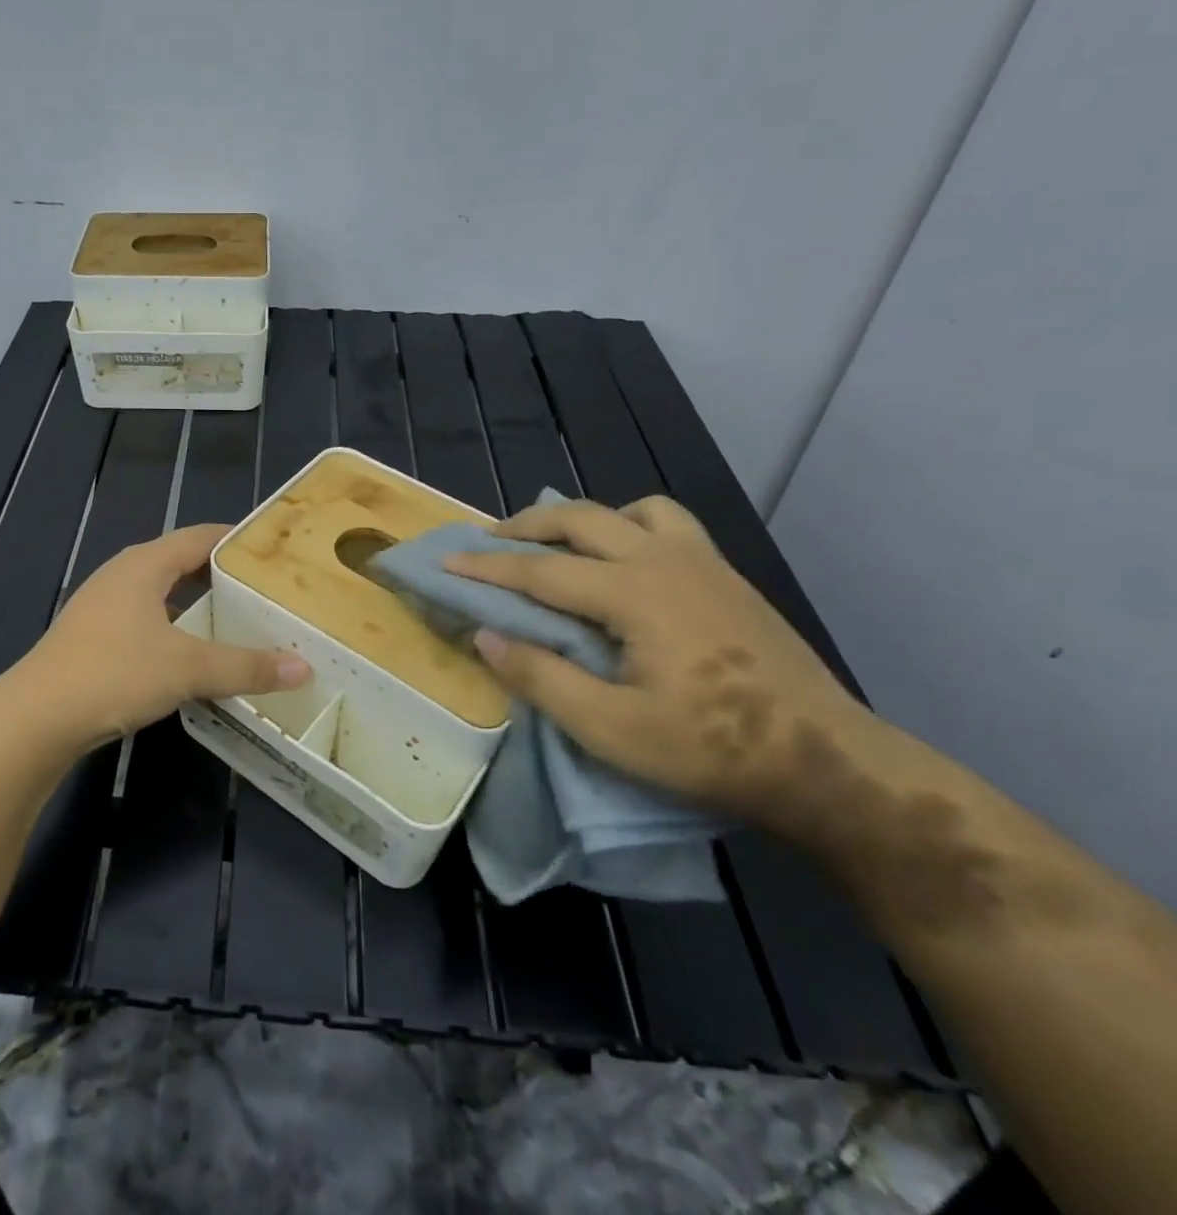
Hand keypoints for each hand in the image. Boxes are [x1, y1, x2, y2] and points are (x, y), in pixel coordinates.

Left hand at [15, 524, 310, 751]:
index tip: (275, 551)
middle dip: (222, 574)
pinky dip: (174, 627)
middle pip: (182, 562)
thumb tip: (303, 668)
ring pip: (162, 593)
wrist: (36, 718)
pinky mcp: (93, 636)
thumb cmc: (114, 674)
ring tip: (237, 621)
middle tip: (266, 590)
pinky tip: (191, 654)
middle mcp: (123, 574)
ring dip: (197, 604)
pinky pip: (145, 619)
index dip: (238, 540)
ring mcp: (103, 605)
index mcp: (145, 564)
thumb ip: (246, 666)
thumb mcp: (188, 668)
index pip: (201, 536)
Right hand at [444, 495, 878, 822]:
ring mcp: (703, 563)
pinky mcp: (727, 577)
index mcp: (635, 594)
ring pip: (631, 510)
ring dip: (585, 519)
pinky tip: (625, 563)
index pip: (541, 570)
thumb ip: (541, 678)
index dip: (487, 567)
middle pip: (581, 519)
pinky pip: (669, 525)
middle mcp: (665, 561)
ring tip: (560, 546)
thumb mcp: (610, 730)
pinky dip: (631, 526)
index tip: (446, 562)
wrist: (826, 762)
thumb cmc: (712, 750)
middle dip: (527, 526)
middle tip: (489, 542)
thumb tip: (486, 635)